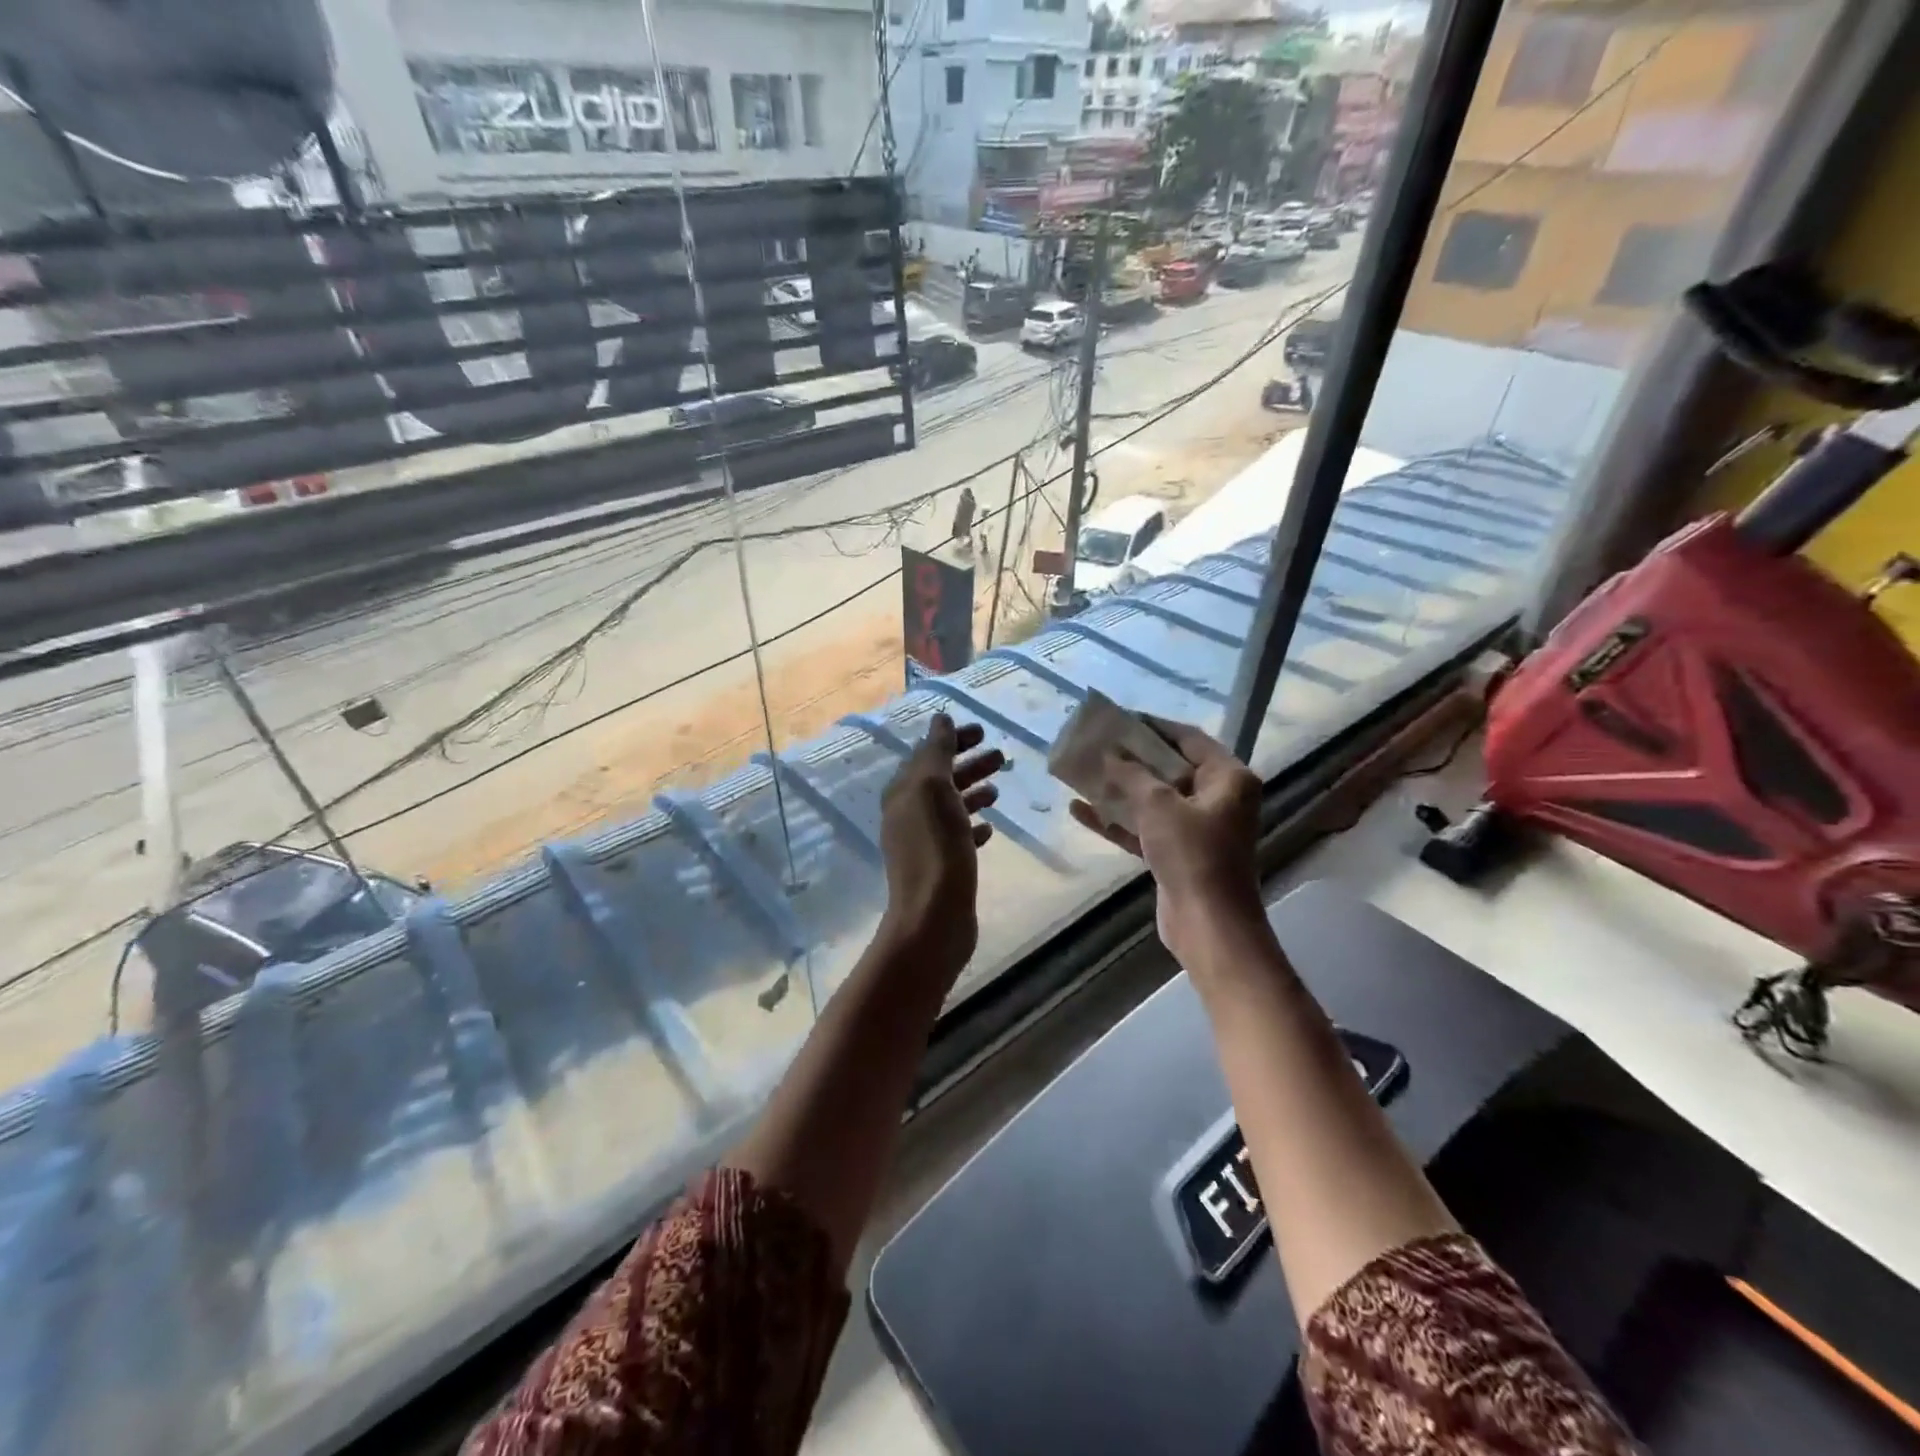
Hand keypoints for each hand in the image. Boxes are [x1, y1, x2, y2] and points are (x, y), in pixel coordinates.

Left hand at [878, 714, 1004, 971]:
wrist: (933, 916)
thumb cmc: (936, 847)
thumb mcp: (934, 790)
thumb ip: (937, 753)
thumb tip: (940, 719)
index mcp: (902, 792)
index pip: (927, 755)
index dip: (952, 740)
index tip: (982, 731)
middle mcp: (907, 814)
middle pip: (940, 779)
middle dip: (968, 764)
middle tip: (1000, 756)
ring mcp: (923, 842)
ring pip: (950, 807)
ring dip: (973, 792)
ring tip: (999, 788)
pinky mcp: (941, 867)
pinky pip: (957, 837)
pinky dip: (973, 826)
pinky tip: (991, 827)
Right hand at [1068, 717, 1263, 963]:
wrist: (1208, 925)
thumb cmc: (1192, 854)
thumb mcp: (1159, 805)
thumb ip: (1132, 774)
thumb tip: (1109, 754)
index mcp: (1228, 779)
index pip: (1188, 739)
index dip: (1153, 727)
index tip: (1119, 719)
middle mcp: (1218, 799)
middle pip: (1169, 768)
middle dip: (1131, 759)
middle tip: (1097, 745)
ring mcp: (1197, 829)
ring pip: (1153, 800)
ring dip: (1119, 790)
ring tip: (1082, 774)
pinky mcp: (1178, 854)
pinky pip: (1144, 828)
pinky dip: (1117, 821)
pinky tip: (1080, 811)